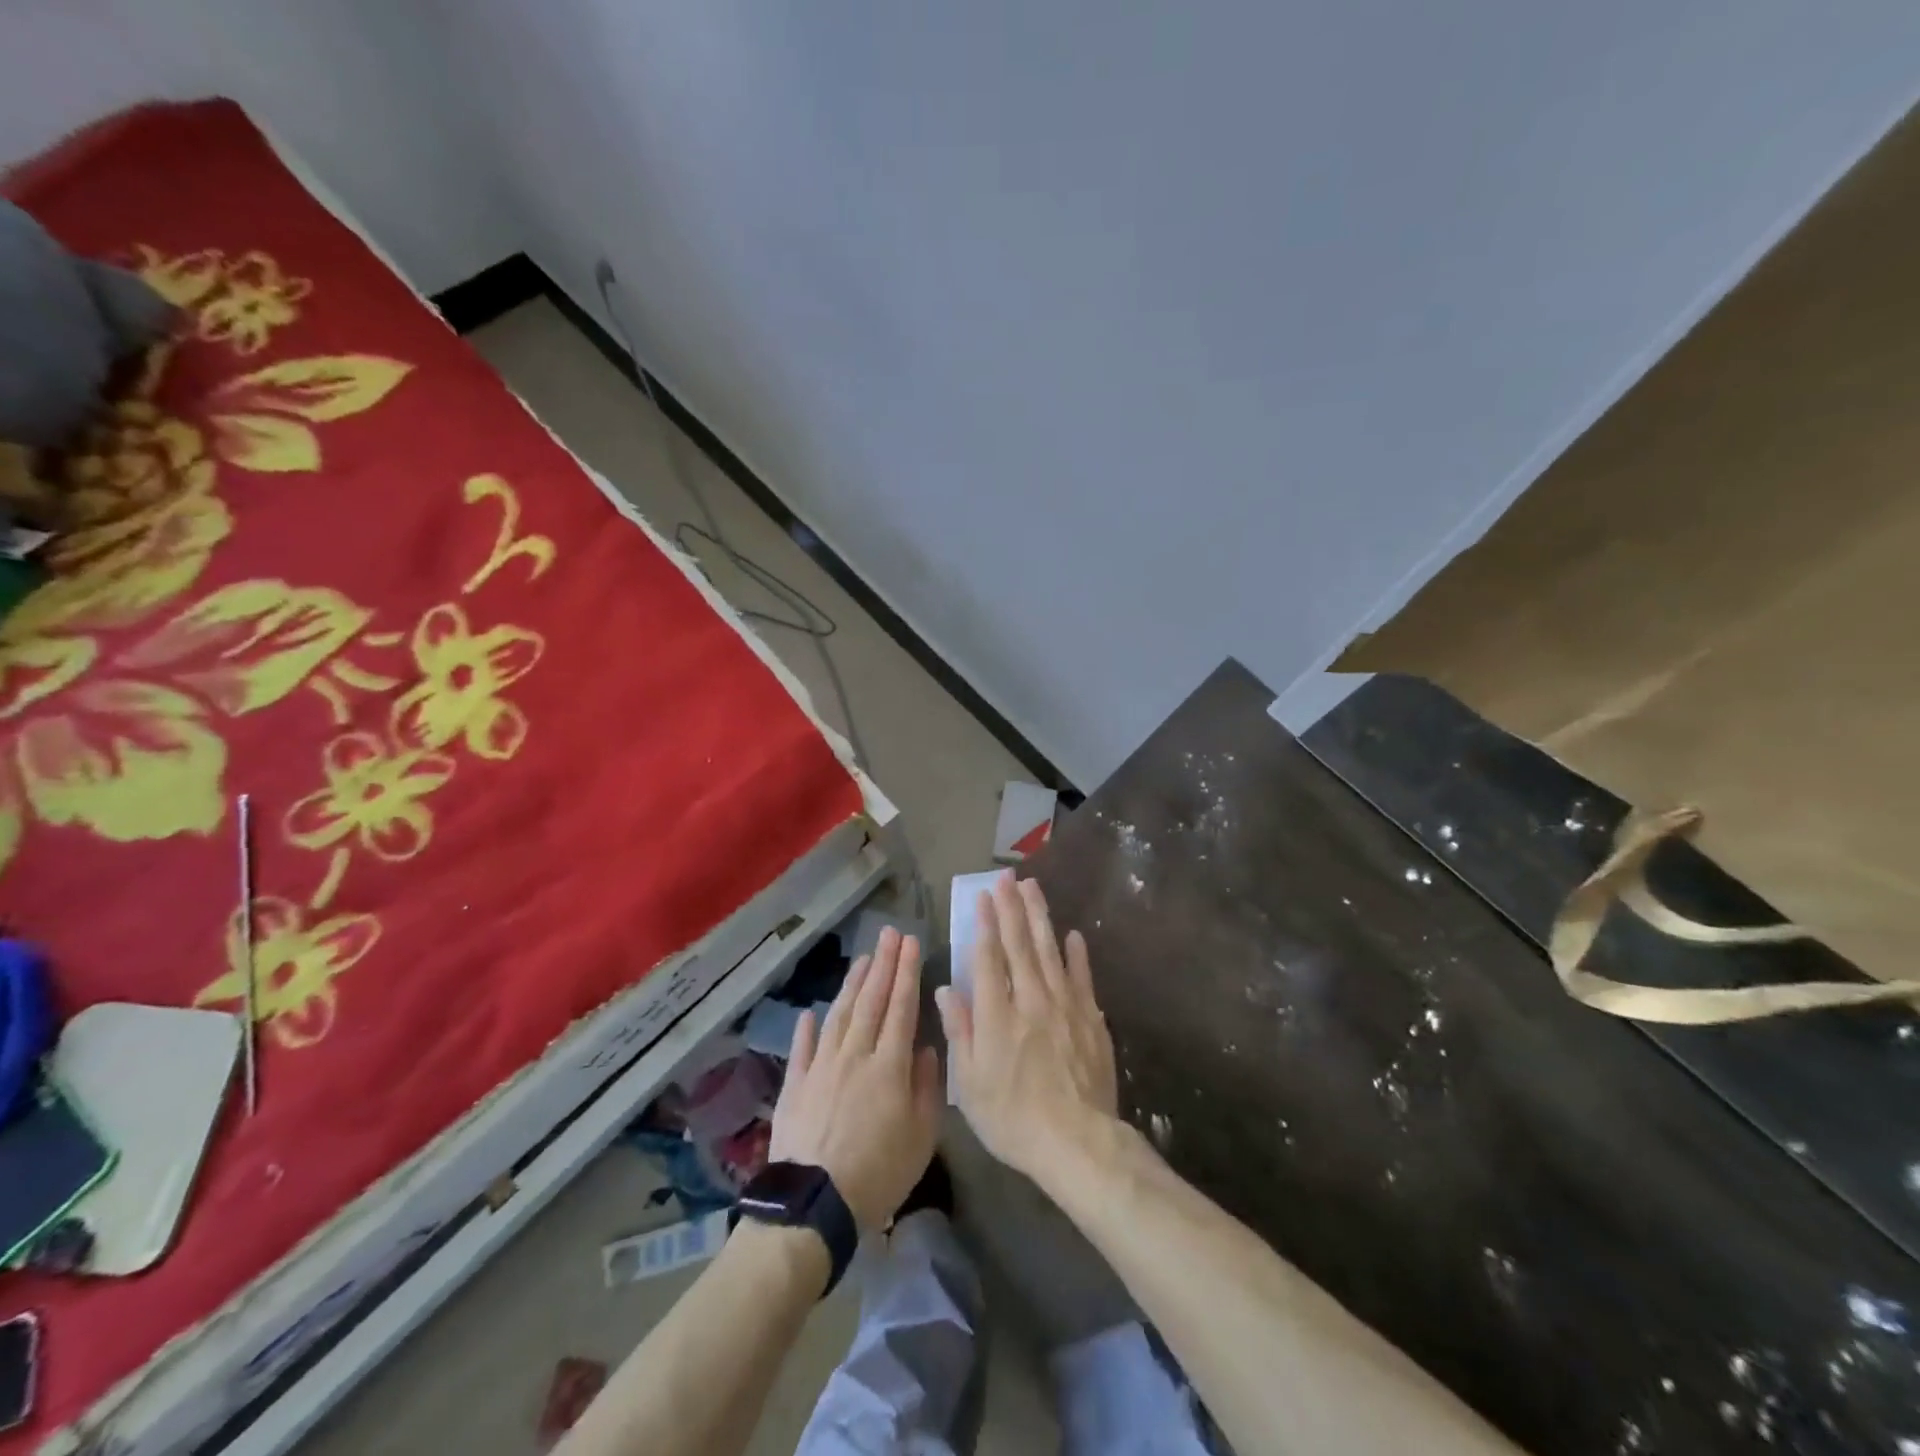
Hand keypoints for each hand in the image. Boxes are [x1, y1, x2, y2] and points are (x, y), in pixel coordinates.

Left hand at [769, 927, 942, 1227]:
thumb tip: (924, 1048)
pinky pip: (803, 1048)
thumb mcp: (921, 1137)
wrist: (814, 1206)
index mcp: (888, 1066)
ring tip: (863, 958)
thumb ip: (926, 1087)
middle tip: (890, 933)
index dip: (907, 973)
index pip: (901, 1007)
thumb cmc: (878, 1174)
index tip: (912, 943)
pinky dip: (808, 1027)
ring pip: (839, 1015)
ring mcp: (821, 1067)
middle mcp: (854, 1055)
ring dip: (853, 984)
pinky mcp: (795, 1085)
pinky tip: (812, 1011)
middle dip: (883, 964)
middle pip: (871, 1001)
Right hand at [937, 874, 1118, 1180]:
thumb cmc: (1013, 1119)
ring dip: (1040, 917)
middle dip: (1012, 907)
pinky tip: (1073, 934)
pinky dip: (1077, 954)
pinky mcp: (1091, 1019)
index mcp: (997, 1014)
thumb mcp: (970, 1084)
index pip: (988, 957)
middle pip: (1020, 944)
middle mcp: (1031, 999)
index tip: (982, 897)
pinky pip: (1082, 978)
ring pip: (1050, 950)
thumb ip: (959, 1031)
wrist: (1077, 1143)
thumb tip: (945, 988)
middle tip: (1008, 878)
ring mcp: (1065, 1006)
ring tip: (1034, 888)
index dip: (984, 924)